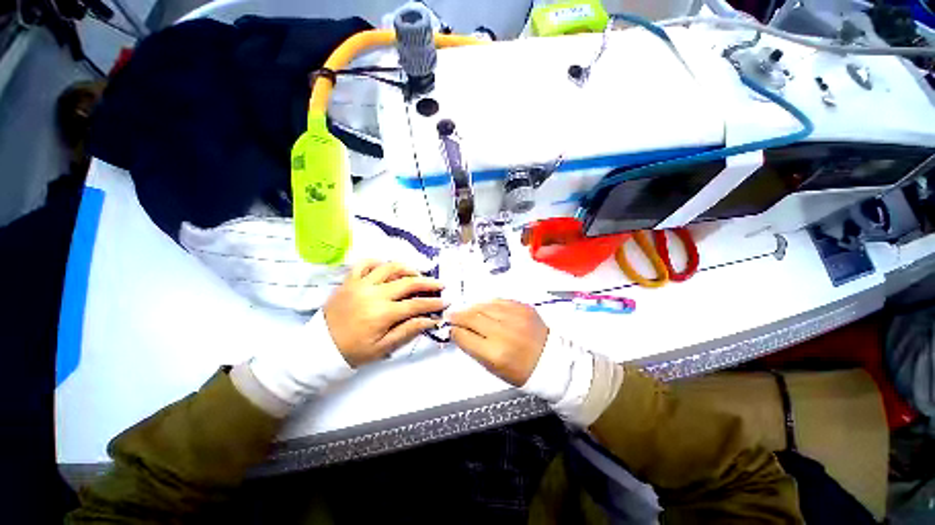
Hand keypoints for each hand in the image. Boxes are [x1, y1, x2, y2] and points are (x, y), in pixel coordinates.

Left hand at [324, 260, 443, 366]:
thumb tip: (431, 320)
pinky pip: (364, 264)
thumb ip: (408, 331)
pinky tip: (386, 267)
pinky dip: (378, 262)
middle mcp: (374, 294)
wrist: (319, 348)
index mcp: (383, 313)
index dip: (433, 303)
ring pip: (389, 268)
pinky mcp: (349, 280)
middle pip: (408, 282)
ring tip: (417, 274)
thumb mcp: (383, 347)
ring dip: (407, 269)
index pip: (416, 305)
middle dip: (428, 283)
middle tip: (440, 284)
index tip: (446, 301)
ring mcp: (361, 284)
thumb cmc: (354, 351)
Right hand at [450, 300, 548, 385]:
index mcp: (494, 353)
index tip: (450, 328)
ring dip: (472, 308)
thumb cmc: (520, 370)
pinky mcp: (523, 307)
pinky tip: (484, 308)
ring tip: (467, 311)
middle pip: (472, 318)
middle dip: (458, 316)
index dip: (454, 331)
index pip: (464, 336)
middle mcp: (502, 332)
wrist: (552, 360)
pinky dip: (488, 304)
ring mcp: (514, 316)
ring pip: (484, 306)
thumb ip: (474, 348)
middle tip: (452, 315)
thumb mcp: (493, 368)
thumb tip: (459, 332)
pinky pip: (499, 301)